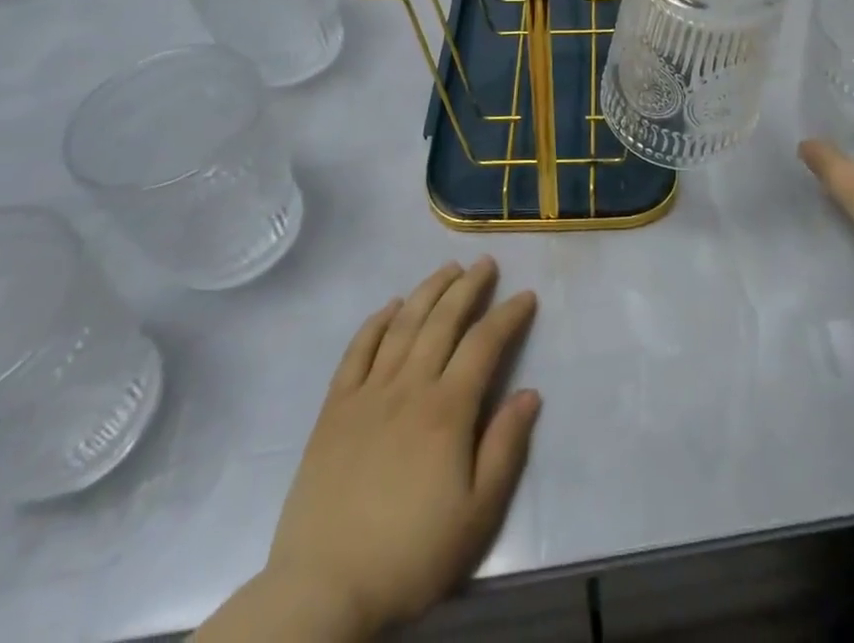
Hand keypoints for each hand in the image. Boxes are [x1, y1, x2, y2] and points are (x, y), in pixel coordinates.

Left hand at [207, 259, 540, 641]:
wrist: (323, 590)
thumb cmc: (410, 555)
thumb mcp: (476, 515)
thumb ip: (505, 448)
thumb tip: (530, 393)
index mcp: (447, 409)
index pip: (484, 344)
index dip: (508, 315)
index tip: (526, 296)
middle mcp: (409, 386)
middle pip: (443, 320)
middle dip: (468, 287)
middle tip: (486, 264)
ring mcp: (367, 393)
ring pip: (403, 325)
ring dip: (428, 291)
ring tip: (447, 269)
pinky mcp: (334, 409)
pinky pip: (357, 351)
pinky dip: (376, 322)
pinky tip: (390, 306)